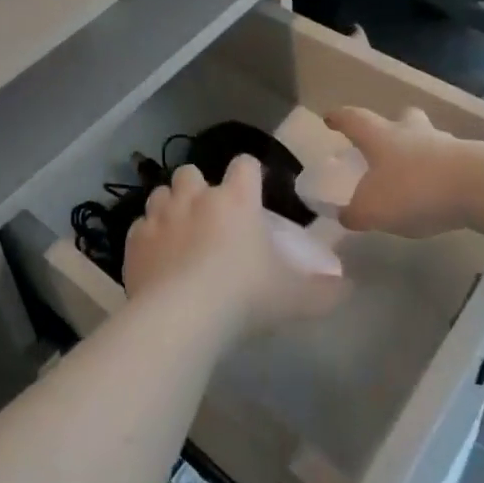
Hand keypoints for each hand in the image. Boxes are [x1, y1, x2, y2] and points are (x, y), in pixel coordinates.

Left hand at [123, 157, 346, 335]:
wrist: (181, 318)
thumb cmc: (243, 297)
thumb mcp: (293, 299)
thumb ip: (324, 292)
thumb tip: (349, 288)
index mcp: (235, 200)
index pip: (244, 165)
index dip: (249, 173)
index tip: (253, 190)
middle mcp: (195, 198)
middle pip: (191, 171)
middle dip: (198, 187)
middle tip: (209, 216)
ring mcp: (161, 217)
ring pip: (161, 193)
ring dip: (170, 206)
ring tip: (179, 233)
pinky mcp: (134, 241)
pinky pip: (140, 227)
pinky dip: (147, 237)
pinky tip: (156, 259)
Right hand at [325, 107, 478, 238]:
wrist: (480, 187)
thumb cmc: (414, 190)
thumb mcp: (373, 210)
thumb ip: (356, 214)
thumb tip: (345, 215)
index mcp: (382, 137)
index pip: (355, 120)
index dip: (340, 118)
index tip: (331, 117)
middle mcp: (412, 133)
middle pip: (402, 118)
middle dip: (393, 125)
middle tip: (387, 138)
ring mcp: (446, 145)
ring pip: (429, 139)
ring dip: (421, 150)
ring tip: (415, 172)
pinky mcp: (473, 162)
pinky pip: (451, 162)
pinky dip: (442, 173)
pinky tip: (441, 192)